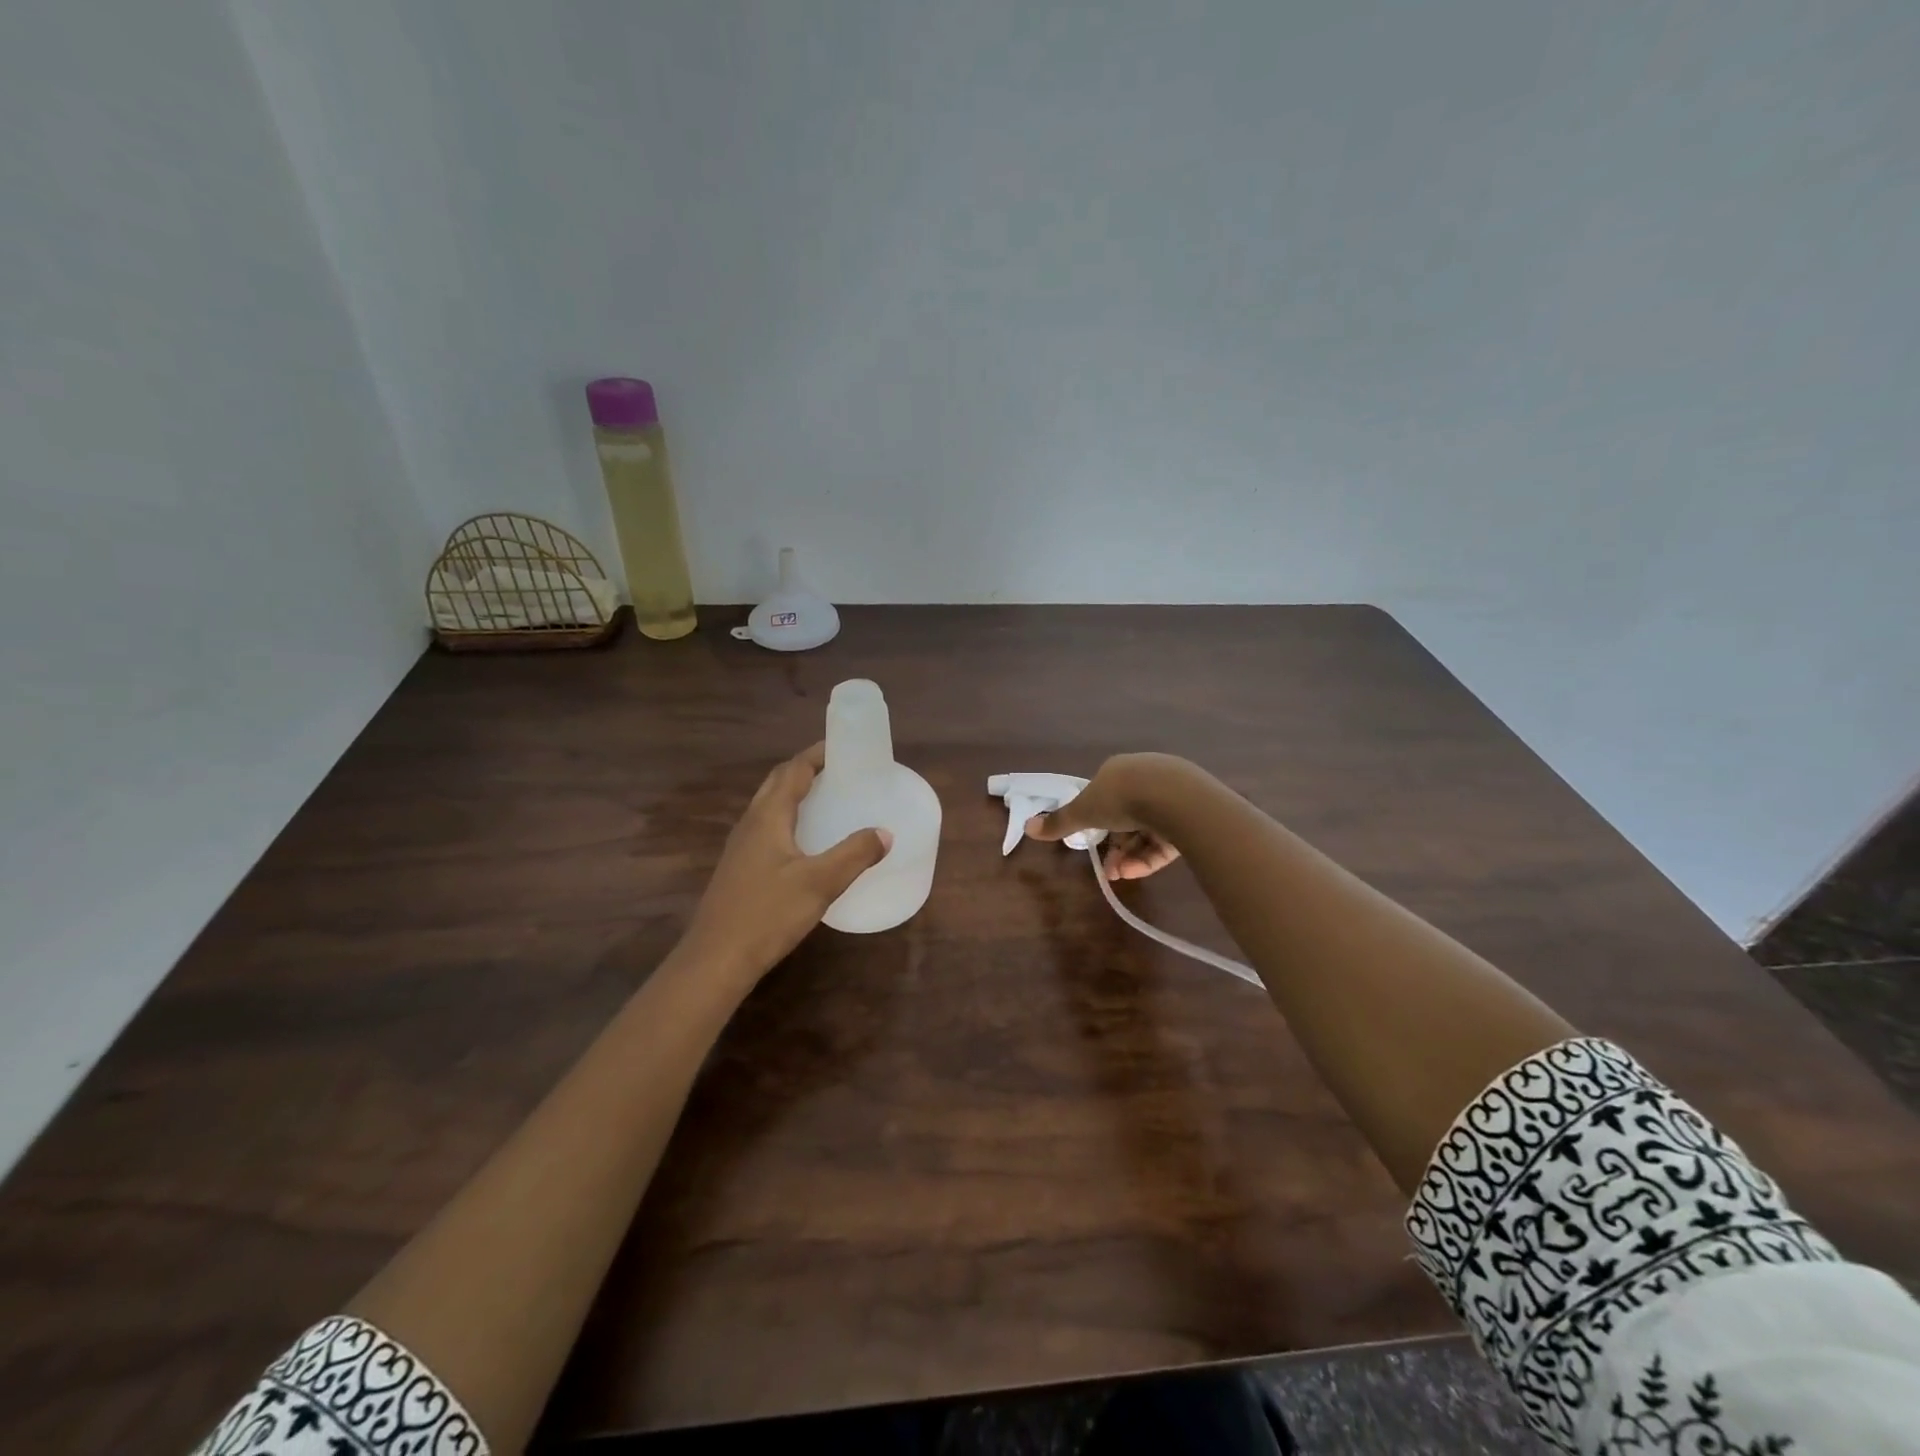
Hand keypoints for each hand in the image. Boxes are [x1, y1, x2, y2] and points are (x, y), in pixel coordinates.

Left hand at [680, 743, 891, 981]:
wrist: (716, 959)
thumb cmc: (767, 914)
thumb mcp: (820, 883)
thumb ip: (854, 854)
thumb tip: (884, 833)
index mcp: (768, 817)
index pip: (793, 770)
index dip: (817, 755)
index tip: (844, 747)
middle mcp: (751, 824)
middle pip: (777, 783)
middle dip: (806, 770)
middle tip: (839, 770)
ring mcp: (741, 847)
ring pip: (769, 806)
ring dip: (795, 794)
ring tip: (827, 799)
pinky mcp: (740, 868)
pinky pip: (767, 828)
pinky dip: (789, 819)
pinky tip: (806, 842)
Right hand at [1024, 753, 1186, 880]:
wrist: (1176, 799)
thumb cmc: (1122, 798)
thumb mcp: (1084, 811)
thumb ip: (1059, 822)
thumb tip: (1027, 826)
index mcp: (1119, 770)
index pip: (1105, 797)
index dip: (1095, 823)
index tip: (1090, 844)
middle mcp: (1146, 778)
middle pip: (1126, 816)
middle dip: (1115, 846)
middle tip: (1108, 869)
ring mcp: (1172, 795)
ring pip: (1147, 830)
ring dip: (1130, 856)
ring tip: (1121, 875)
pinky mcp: (1192, 815)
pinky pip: (1167, 839)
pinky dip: (1150, 856)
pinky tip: (1138, 871)